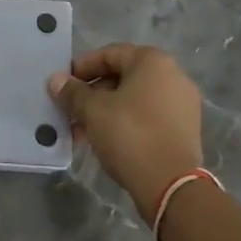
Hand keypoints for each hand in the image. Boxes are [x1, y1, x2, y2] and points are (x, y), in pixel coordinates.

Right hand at [49, 43, 204, 217]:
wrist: (171, 186)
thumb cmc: (130, 135)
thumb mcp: (93, 111)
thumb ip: (73, 92)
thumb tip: (55, 80)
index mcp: (153, 61)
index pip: (109, 54)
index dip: (82, 68)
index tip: (64, 85)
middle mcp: (173, 75)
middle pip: (123, 77)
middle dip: (93, 94)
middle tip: (72, 111)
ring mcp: (182, 103)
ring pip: (135, 99)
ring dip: (107, 111)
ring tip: (84, 130)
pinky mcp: (185, 129)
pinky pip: (149, 116)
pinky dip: (127, 123)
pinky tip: (106, 141)